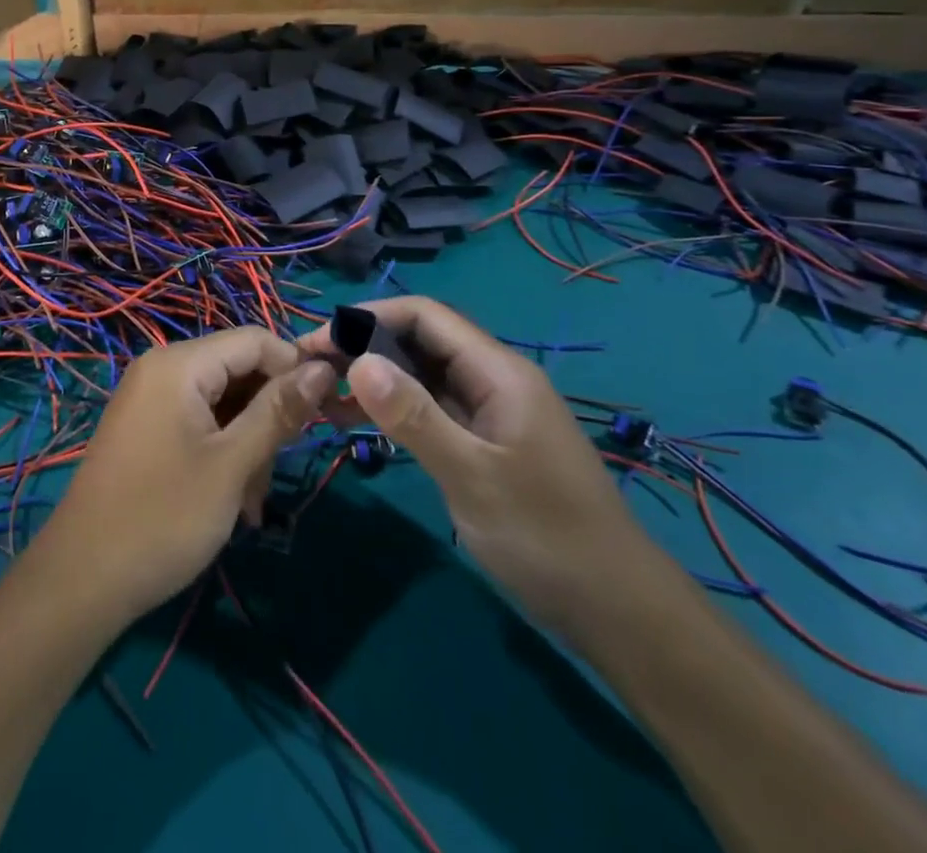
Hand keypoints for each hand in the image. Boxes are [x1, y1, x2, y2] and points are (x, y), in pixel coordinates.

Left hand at [37, 327, 335, 624]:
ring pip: (222, 402)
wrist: (82, 579)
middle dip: (267, 416)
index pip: (254, 340)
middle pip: (238, 370)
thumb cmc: (162, 517)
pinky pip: (199, 422)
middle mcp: (162, 370)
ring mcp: (150, 400)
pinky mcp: (146, 429)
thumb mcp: (232, 465)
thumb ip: (279, 412)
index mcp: (178, 364)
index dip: (294, 369)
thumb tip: (323, 368)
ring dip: (248, 444)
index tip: (324, 414)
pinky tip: (232, 501)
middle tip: (274, 472)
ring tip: (249, 502)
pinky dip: (222, 452)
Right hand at [297, 296, 657, 637]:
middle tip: (309, 371)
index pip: (424, 316)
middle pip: (419, 341)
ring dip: (373, 379)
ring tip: (320, 395)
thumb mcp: (472, 476)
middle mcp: (492, 379)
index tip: (318, 342)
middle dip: (363, 347)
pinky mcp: (482, 442)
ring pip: (420, 376)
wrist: (617, 611)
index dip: (368, 318)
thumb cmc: (547, 537)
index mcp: (498, 371)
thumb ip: (414, 417)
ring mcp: (488, 412)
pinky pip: (429, 409)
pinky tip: (355, 422)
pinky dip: (392, 410)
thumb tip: (357, 361)